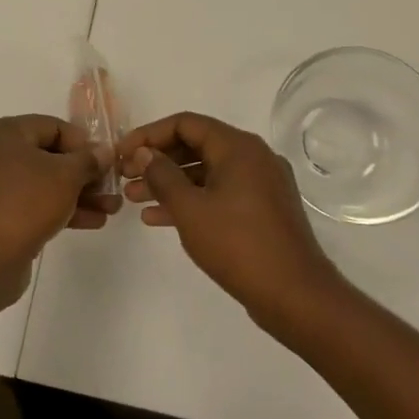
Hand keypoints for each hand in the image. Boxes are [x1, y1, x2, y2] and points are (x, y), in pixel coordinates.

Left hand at [0, 115, 116, 310]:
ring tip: (111, 209)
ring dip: (79, 195)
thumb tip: (104, 151)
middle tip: (112, 188)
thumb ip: (89, 160)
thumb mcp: (65, 176)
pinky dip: (61, 210)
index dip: (84, 143)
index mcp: (5, 133)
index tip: (106, 163)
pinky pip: (34, 205)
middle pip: (50, 156)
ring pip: (45, 184)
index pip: (53, 126)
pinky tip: (92, 222)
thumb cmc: (24, 204)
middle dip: (85, 173)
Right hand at [121, 112, 344, 323]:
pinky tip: (159, 218)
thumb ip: (162, 176)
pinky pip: (220, 193)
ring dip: (170, 182)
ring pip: (206, 172)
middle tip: (125, 177)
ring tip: (134, 199)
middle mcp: (253, 156)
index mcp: (238, 146)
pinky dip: (191, 200)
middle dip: (157, 160)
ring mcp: (261, 183)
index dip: (148, 135)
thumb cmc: (238, 245)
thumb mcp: (190, 209)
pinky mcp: (263, 209)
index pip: (185, 123)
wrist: (296, 295)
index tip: (121, 154)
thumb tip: (144, 154)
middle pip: (196, 144)